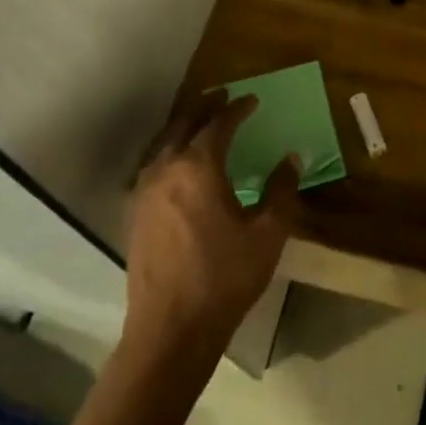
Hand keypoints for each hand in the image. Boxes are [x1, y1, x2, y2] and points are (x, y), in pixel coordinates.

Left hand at [123, 91, 297, 362]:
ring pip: (162, 142)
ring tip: (198, 120)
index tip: (252, 100)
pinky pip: (149, 164)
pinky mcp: (133, 213)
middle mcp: (166, 169)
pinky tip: (174, 161)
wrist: (171, 329)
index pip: (219, 124)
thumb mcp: (267, 234)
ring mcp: (144, 190)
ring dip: (182, 125)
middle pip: (184, 124)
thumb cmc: (224, 278)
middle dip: (205, 106)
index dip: (237, 109)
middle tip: (222, 96)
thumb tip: (292, 158)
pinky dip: (165, 149)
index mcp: (199, 167)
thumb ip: (281, 191)